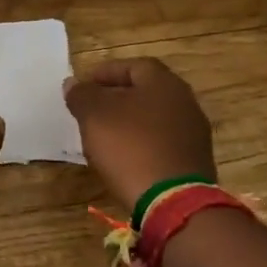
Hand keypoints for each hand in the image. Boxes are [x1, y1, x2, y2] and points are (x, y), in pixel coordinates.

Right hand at [63, 58, 216, 209]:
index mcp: (164, 83)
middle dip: (117, 97)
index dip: (106, 72)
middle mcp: (185, 102)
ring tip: (103, 134)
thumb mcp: (94, 115)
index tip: (83, 85)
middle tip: (91, 108)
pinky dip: (141, 143)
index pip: (134, 66)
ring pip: (154, 118)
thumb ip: (82, 94)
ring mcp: (193, 134)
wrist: (172, 201)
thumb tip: (73, 83)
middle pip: (146, 91)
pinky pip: (161, 142)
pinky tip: (124, 157)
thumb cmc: (130, 146)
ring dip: (129, 121)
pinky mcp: (193, 161)